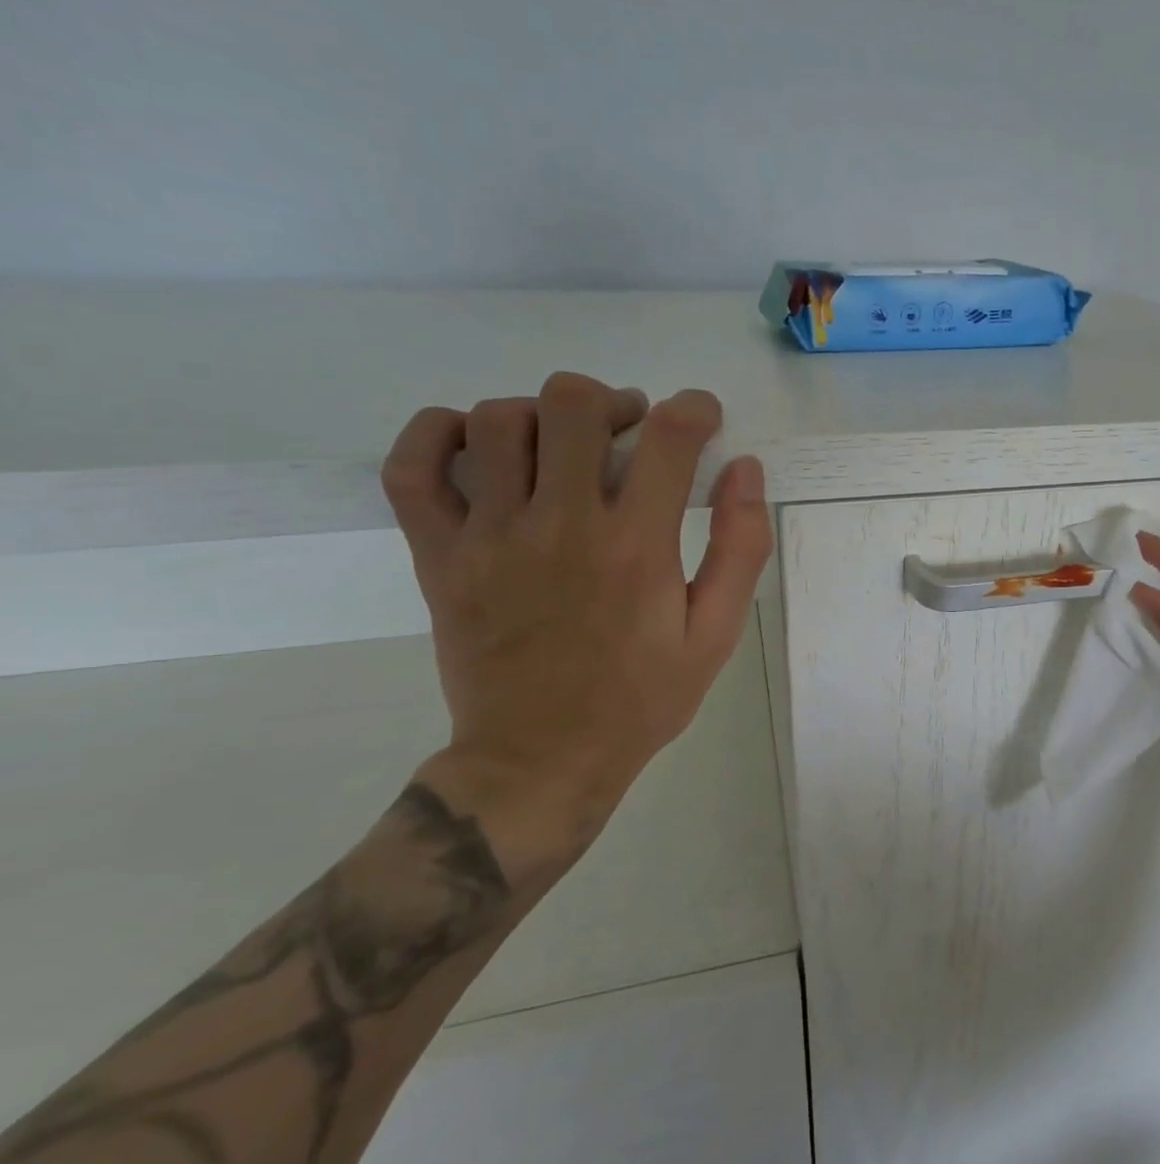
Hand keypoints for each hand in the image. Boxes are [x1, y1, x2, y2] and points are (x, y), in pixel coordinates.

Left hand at [379, 373, 771, 876]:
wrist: (538, 762)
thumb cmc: (640, 698)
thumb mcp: (715, 633)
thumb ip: (740, 547)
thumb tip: (744, 469)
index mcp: (636, 546)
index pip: (670, 436)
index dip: (695, 409)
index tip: (702, 419)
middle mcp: (561, 525)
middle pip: (572, 404)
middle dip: (612, 401)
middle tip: (629, 429)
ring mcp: (488, 537)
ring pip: (497, 421)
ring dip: (541, 415)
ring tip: (564, 445)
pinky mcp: (438, 556)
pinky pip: (412, 467)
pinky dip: (436, 433)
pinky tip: (477, 444)